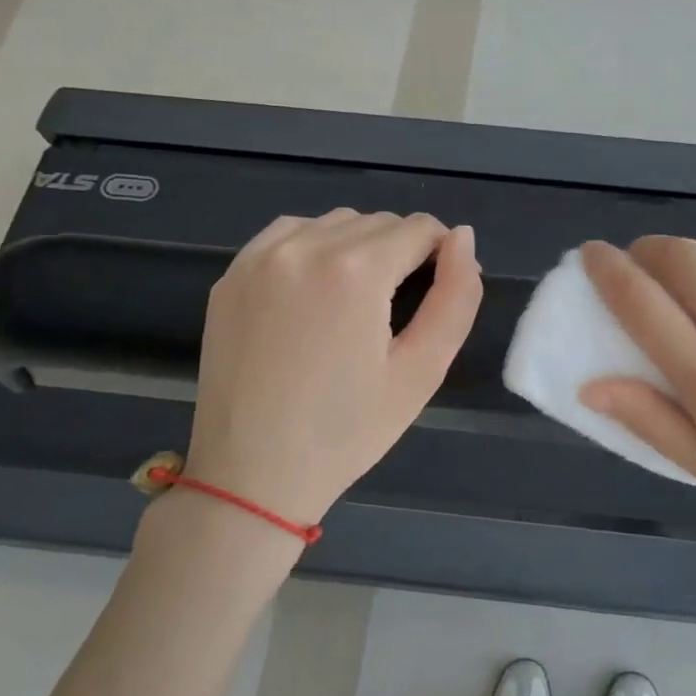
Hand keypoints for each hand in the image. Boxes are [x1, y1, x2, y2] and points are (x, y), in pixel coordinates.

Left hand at [183, 210, 481, 525]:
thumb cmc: (348, 430)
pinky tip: (316, 290)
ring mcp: (260, 258)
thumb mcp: (422, 370)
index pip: (419, 228)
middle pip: (378, 222)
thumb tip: (464, 238)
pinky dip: (314, 246)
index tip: (439, 291)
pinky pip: (289, 233)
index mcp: (355, 271)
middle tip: (400, 309)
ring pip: (334, 222)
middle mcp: (304, 247)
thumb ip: (456, 297)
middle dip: (403, 251)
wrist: (252, 474)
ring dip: (359, 246)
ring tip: (358, 301)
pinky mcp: (231, 275)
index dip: (442, 254)